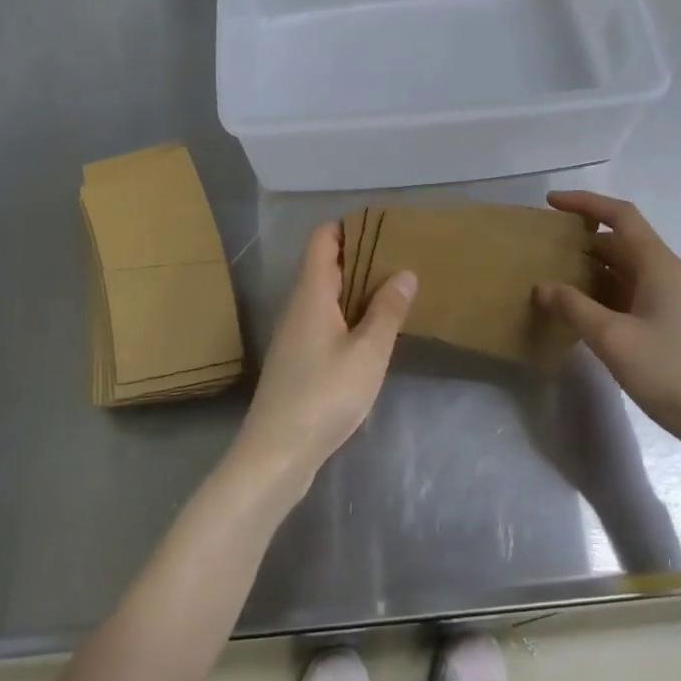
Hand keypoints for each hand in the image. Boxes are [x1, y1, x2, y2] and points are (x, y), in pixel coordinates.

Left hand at [232, 220, 415, 490]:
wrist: (276, 454)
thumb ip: (387, 311)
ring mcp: (294, 333)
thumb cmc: (324, 395)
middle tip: (401, 256)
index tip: (385, 227)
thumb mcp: (368, 353)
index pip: (323, 239)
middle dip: (360, 255)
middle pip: (325, 263)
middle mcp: (298, 305)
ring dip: (356, 287)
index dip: (350, 226)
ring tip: (394, 289)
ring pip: (326, 293)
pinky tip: (372, 331)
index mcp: (311, 293)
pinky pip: (324, 318)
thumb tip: (404, 272)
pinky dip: (348, 313)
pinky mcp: (297, 359)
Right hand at [536, 191, 680, 446]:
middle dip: (581, 239)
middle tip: (542, 247)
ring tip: (550, 277)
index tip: (550, 203)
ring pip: (621, 271)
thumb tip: (542, 286)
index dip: (585, 203)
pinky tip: (576, 313)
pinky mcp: (665, 326)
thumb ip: (574, 308)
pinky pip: (626, 296)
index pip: (620, 216)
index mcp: (658, 265)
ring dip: (588, 270)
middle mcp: (664, 275)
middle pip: (619, 242)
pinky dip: (599, 296)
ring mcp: (667, 301)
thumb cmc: (671, 372)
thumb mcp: (614, 339)